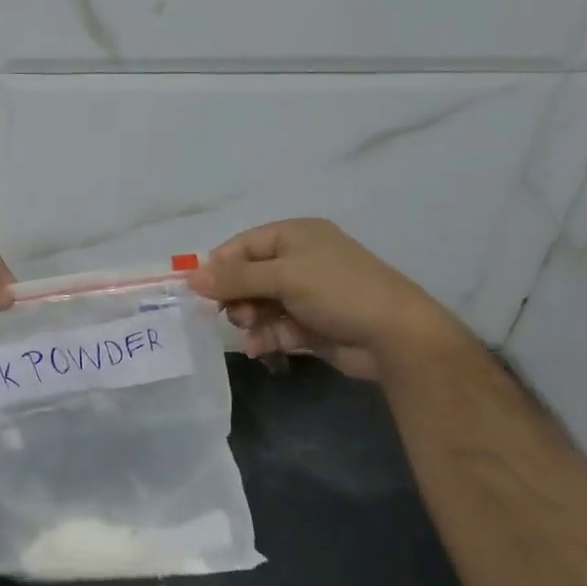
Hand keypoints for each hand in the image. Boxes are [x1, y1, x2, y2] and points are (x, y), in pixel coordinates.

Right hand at [185, 219, 461, 380]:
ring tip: (251, 332)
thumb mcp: (284, 277)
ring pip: (260, 305)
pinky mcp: (311, 325)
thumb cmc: (338, 291)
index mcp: (295, 236)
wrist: (395, 336)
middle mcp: (299, 261)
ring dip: (249, 319)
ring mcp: (306, 295)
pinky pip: (275, 327)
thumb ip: (235, 278)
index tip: (199, 291)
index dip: (219, 266)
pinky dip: (265, 337)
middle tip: (235, 314)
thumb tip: (191, 277)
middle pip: (248, 277)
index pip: (243, 246)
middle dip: (236, 297)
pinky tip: (258, 349)